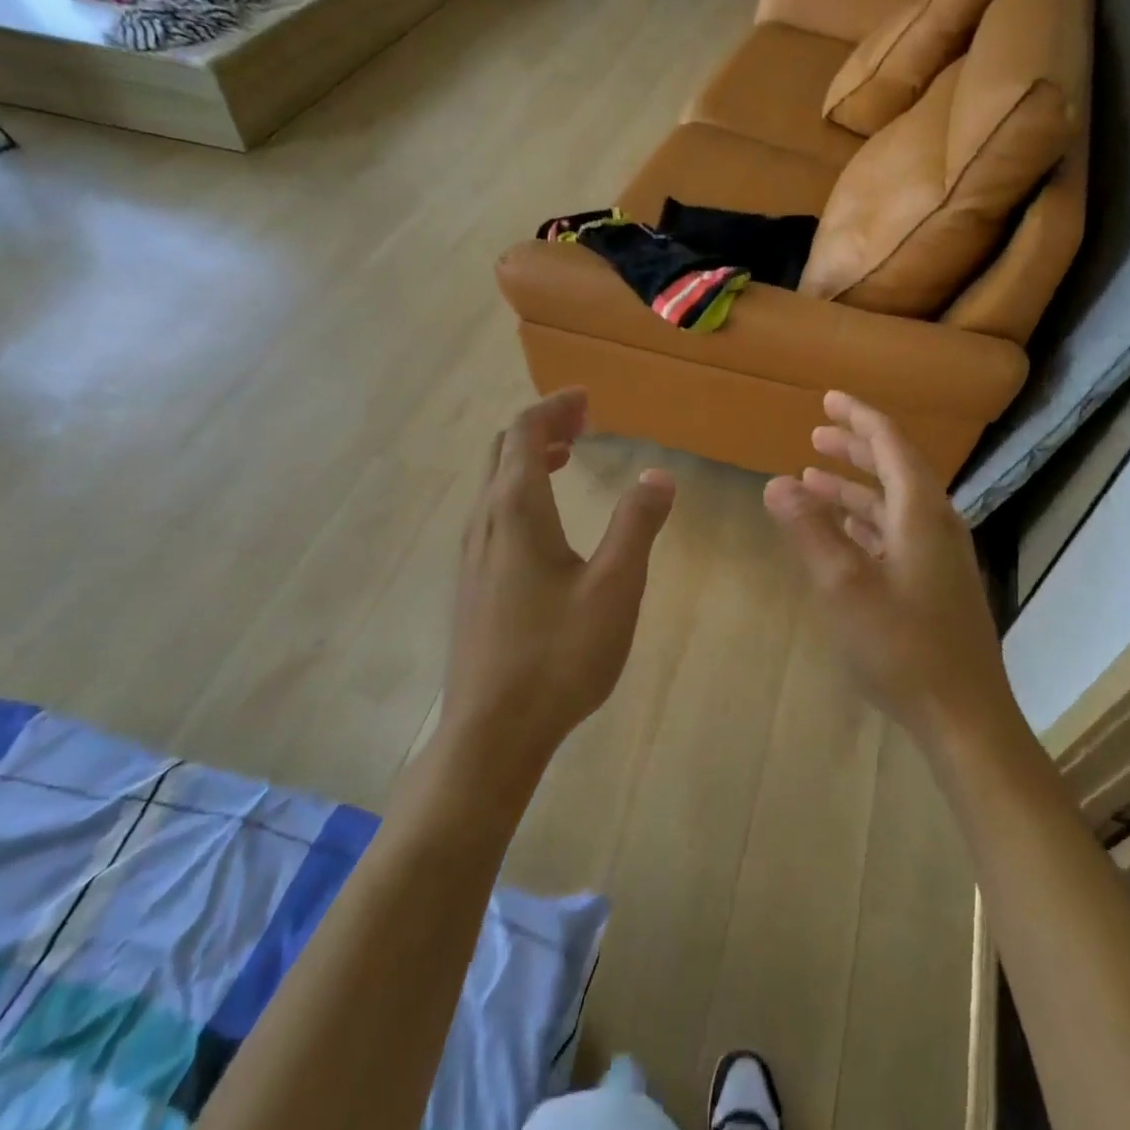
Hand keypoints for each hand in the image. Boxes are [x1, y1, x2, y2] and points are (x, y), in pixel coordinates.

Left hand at [442, 389, 675, 770]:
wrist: (492, 731)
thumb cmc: (559, 655)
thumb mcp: (615, 588)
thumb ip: (637, 525)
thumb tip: (658, 474)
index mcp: (517, 512)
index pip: (526, 433)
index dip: (555, 407)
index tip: (587, 399)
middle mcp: (485, 521)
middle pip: (504, 450)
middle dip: (542, 426)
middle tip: (584, 422)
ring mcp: (471, 553)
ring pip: (493, 481)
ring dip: (528, 457)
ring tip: (568, 457)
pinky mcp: (471, 580)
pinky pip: (491, 510)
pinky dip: (519, 489)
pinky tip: (547, 520)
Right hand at [763, 392, 1014, 750]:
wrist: (963, 715)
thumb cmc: (902, 647)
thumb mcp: (844, 586)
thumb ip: (809, 530)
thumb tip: (776, 482)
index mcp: (920, 513)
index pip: (890, 444)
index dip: (859, 417)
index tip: (829, 399)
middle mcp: (935, 524)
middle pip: (894, 469)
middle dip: (855, 447)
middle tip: (816, 434)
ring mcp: (938, 556)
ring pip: (892, 504)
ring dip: (855, 488)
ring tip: (813, 478)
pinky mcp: (934, 583)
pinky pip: (896, 534)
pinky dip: (865, 522)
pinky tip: (842, 531)